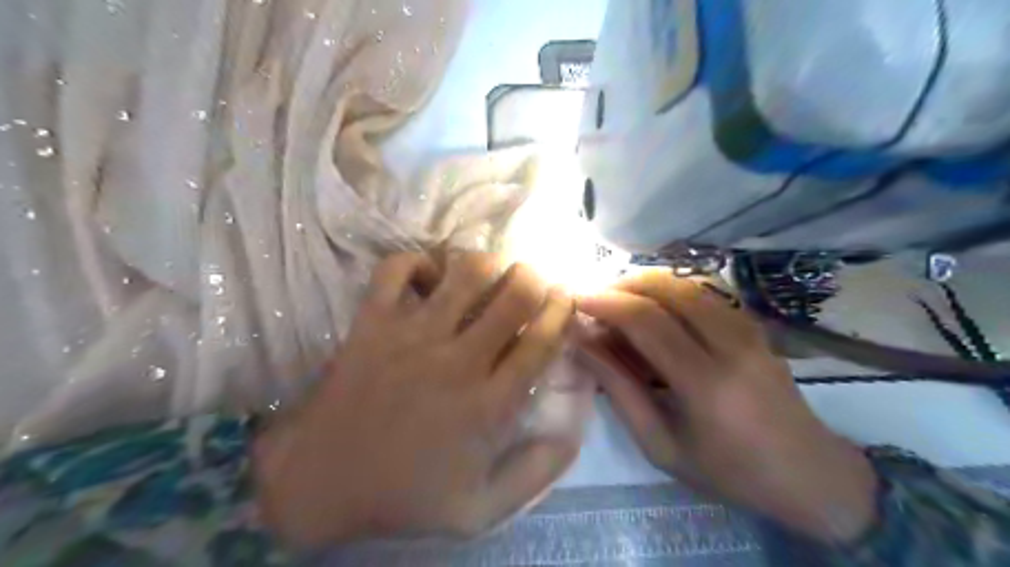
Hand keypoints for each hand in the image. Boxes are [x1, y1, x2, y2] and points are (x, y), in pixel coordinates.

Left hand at [252, 251, 576, 545]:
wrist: (323, 480)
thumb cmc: (406, 493)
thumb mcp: (481, 509)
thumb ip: (534, 473)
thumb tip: (574, 430)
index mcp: (488, 404)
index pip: (541, 341)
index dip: (561, 311)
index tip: (564, 298)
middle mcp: (457, 360)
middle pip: (513, 295)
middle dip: (533, 278)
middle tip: (531, 279)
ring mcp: (411, 335)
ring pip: (464, 272)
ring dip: (487, 263)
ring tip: (489, 272)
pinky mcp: (372, 321)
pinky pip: (396, 268)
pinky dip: (418, 261)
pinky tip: (430, 275)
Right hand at [577, 273, 875, 546]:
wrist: (808, 473)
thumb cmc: (727, 471)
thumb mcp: (661, 445)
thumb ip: (620, 391)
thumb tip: (584, 345)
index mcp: (706, 383)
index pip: (647, 321)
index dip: (606, 303)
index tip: (577, 302)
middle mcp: (730, 344)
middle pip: (667, 288)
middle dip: (622, 285)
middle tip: (595, 300)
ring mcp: (748, 329)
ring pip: (685, 283)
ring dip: (644, 284)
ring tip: (616, 303)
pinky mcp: (753, 325)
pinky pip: (702, 293)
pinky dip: (668, 291)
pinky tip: (652, 309)